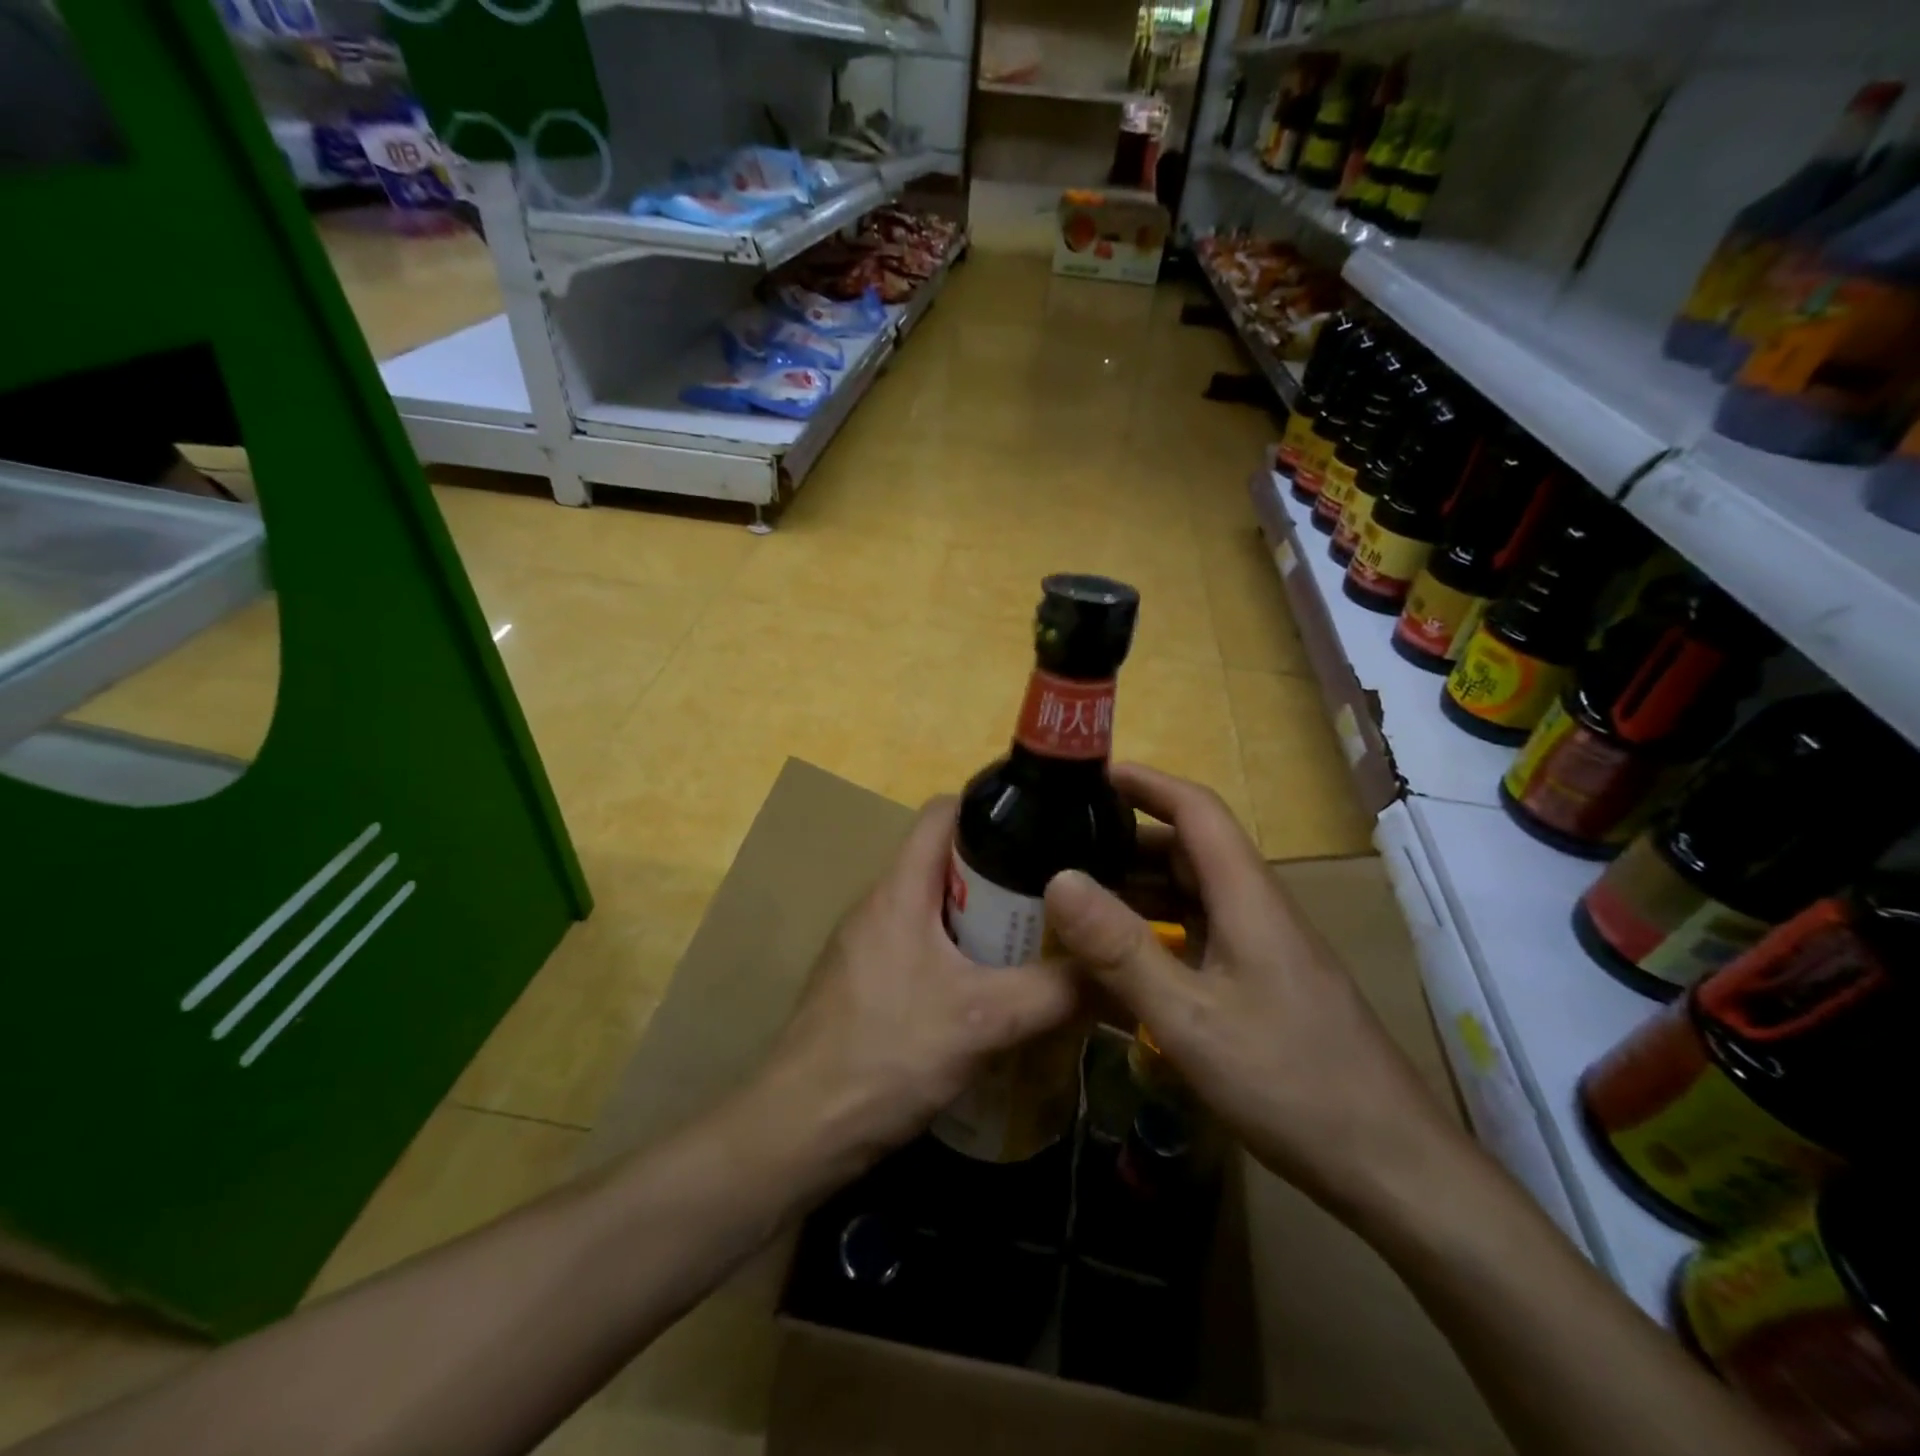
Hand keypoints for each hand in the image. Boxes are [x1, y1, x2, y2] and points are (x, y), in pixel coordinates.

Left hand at [758, 796, 1077, 1171]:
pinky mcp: (867, 982)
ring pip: (936, 908)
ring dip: (983, 920)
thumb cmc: (886, 1054)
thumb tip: (1119, 977)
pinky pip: (923, 947)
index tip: (1043, 827)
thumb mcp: (983, 1019)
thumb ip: (1055, 993)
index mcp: (899, 888)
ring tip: (1036, 943)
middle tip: (1056, 898)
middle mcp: (880, 904)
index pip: (943, 812)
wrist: (799, 1129)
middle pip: (946, 861)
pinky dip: (960, 955)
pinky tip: (992, 992)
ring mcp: (868, 944)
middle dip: (1002, 874)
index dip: (992, 807)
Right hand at [1043, 764, 1467, 1226]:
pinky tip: (1124, 961)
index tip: (1092, 774)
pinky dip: (1158, 932)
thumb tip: (1058, 880)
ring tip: (1078, 899)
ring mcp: (1264, 949)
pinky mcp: (1264, 984)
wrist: (1391, 1167)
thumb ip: (1121, 950)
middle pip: (1191, 850)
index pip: (1198, 810)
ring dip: (1139, 888)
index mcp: (1248, 897)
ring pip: (1194, 895)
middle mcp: (1258, 909)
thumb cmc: (1290, 1083)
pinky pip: (1201, 936)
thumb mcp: (1189, 1018)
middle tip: (1063, 846)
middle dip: (1128, 839)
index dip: (1147, 783)